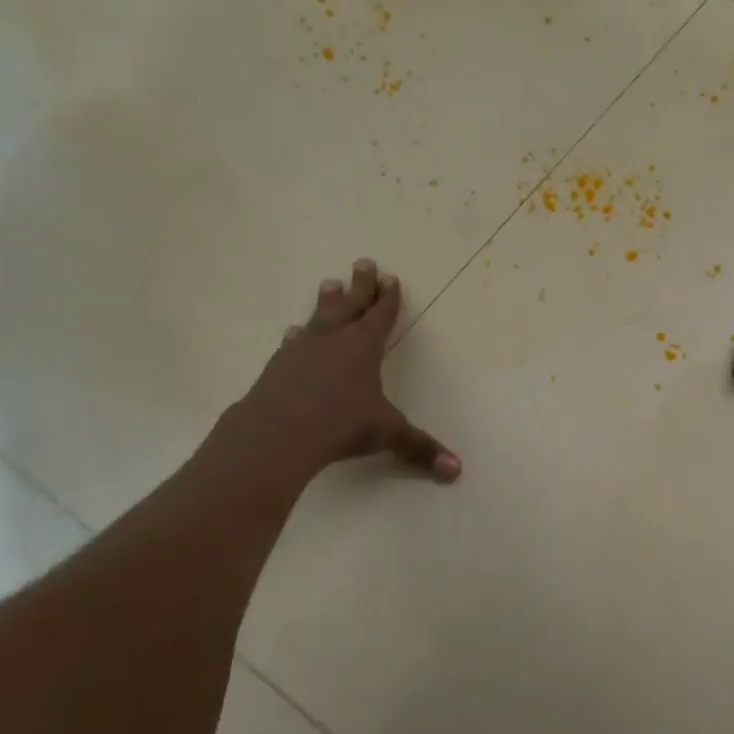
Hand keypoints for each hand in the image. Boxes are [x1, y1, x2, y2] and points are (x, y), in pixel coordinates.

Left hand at [201, 259, 459, 496]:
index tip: (390, 278)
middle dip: (360, 286)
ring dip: (326, 302)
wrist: (278, 433)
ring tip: (328, 283)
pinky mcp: (277, 368)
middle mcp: (333, 341)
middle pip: (349, 306)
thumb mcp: (387, 434)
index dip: (388, 298)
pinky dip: (297, 336)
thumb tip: (457, 471)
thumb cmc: (341, 424)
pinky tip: (292, 334)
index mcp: (364, 347)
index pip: (380, 316)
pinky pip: (292, 344)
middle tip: (363, 262)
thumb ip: (420, 448)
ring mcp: (301, 351)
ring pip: (319, 318)